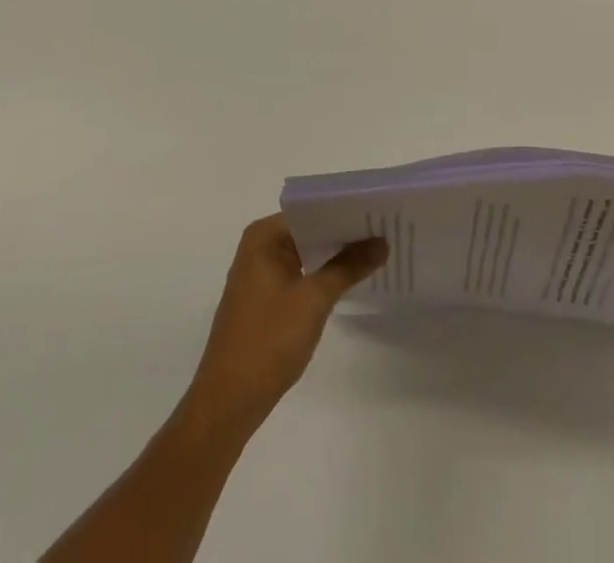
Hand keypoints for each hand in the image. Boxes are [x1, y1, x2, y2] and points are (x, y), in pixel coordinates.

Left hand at [183, 216, 386, 434]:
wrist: (228, 404)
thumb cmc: (268, 341)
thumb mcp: (313, 299)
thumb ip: (349, 266)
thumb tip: (383, 242)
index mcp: (264, 236)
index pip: (312, 210)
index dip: (346, 210)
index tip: (379, 211)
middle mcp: (259, 247)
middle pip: (310, 230)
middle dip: (345, 233)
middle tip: (386, 229)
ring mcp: (261, 275)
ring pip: (307, 253)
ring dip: (336, 255)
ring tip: (377, 249)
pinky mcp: (266, 300)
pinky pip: (301, 274)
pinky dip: (324, 275)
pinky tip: (352, 278)